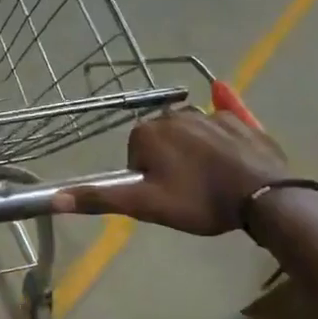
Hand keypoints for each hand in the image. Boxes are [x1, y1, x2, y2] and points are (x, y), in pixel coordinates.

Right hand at [53, 108, 289, 234]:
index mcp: (147, 131)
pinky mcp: (239, 120)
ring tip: (210, 184)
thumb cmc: (199, 201)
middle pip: (160, 142)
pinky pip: (220, 129)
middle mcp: (174, 113)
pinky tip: (230, 163)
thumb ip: (99, 198)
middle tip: (186, 193)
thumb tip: (53, 198)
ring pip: (188, 135)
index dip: (146, 179)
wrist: (264, 196)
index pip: (135, 155)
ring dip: (192, 154)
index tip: (164, 196)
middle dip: (168, 164)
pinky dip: (220, 143)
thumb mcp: (145, 205)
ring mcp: (209, 113)